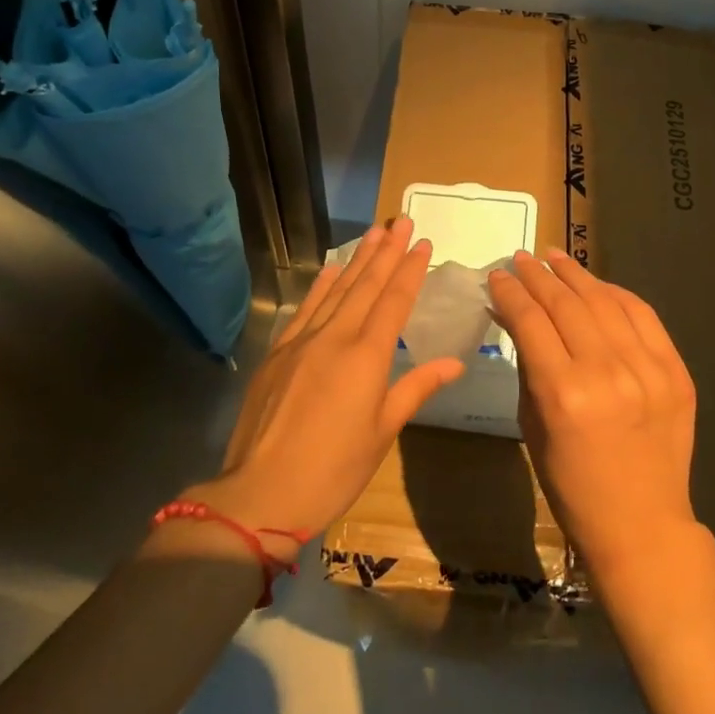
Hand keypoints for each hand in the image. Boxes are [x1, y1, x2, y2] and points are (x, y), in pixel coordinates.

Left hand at [188, 218, 463, 543]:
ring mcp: (303, 341)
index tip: (423, 242)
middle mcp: (336, 337)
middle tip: (401, 221)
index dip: (410, 269)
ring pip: (337, 290)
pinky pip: (306, 308)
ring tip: (375, 232)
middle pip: (366, 285)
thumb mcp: (382, 432)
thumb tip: (454, 362)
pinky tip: (331, 268)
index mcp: (367, 356)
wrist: (260, 493)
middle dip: (387, 251)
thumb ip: (415, 388)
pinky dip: (321, 285)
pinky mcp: (279, 352)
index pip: (395, 301)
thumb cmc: (333, 470)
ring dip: (358, 259)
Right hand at [488, 249, 698, 577]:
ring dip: (575, 274)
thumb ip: (525, 361)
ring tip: (554, 257)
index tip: (498, 274)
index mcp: (563, 393)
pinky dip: (616, 293)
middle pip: (565, 303)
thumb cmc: (571, 484)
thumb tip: (510, 312)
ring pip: (604, 300)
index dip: (510, 291)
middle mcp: (607, 373)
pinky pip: (643, 315)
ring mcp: (647, 369)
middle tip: (522, 259)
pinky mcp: (675, 371)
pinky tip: (596, 284)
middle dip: (537, 276)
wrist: (641, 525)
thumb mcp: (532, 423)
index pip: (530, 320)